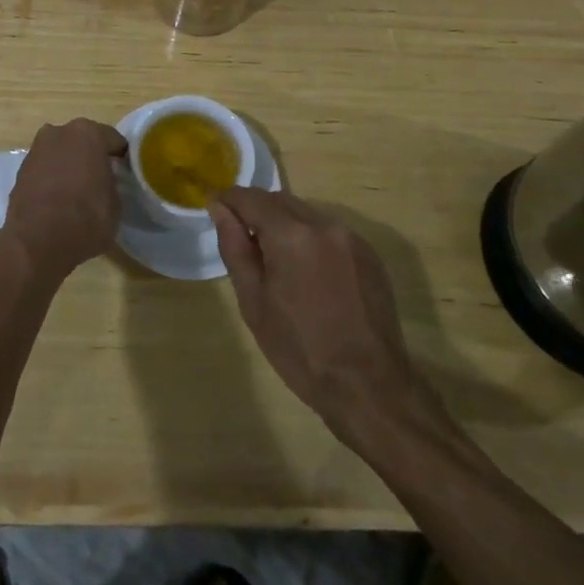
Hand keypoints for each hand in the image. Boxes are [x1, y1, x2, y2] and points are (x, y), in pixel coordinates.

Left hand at [0, 118, 127, 281]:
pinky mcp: (20, 171)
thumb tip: (105, 183)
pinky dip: (51, 179)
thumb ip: (111, 183)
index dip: (120, 156)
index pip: (112, 139)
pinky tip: (58, 199)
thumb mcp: (115, 203)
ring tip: (78, 192)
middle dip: (90, 156)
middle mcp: (59, 133)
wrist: (38, 240)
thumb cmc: (86, 217)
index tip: (124, 171)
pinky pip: (44, 170)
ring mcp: (36, 150)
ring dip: (68, 166)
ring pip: (60, 154)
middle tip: (100, 179)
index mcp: (87, 133)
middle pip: (81, 141)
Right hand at [209, 188, 454, 445]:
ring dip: (284, 223)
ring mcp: (351, 237)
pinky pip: (329, 230)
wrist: (369, 387)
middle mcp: (323, 224)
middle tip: (241, 239)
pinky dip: (310, 238)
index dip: (228, 200)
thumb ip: (234, 247)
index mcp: (291, 235)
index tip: (214, 209)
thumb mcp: (253, 302)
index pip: (250, 197)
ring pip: (305, 212)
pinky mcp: (369, 253)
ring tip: (275, 260)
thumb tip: (219, 208)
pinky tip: (307, 271)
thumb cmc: (300, 350)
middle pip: (279, 200)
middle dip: (256, 211)